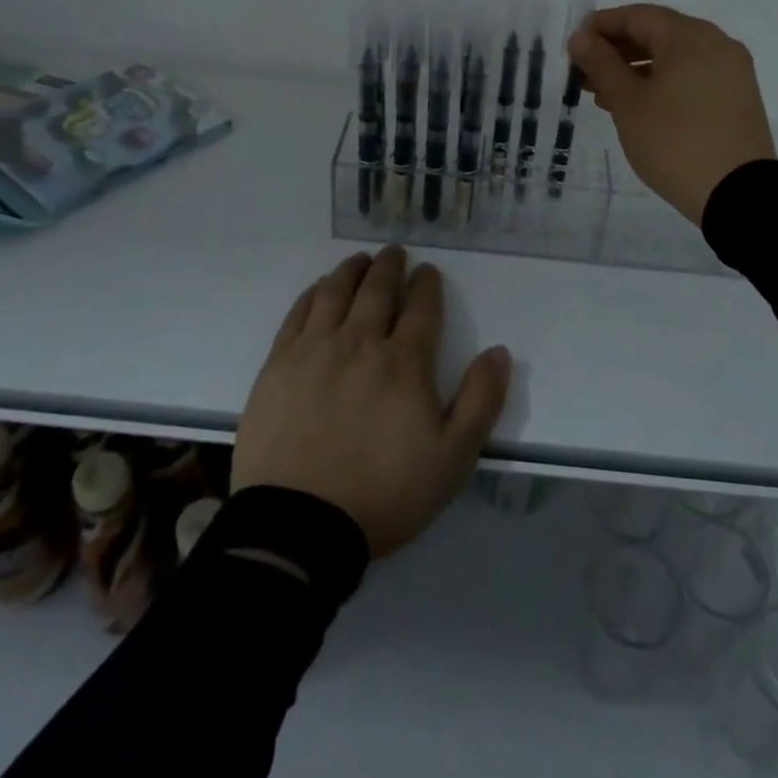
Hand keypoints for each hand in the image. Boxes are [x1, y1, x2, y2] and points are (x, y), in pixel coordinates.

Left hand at [232, 245, 512, 558]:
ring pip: (336, 292)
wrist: (298, 526)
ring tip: (361, 260)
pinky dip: (313, 293)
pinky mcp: (278, 365)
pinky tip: (320, 288)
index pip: (421, 308)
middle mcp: (360, 343)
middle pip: (377, 290)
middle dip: (390, 267)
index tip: (429, 272)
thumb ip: (481, 401)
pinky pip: (298, 314)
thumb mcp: (452, 459)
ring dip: (352, 270)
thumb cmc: (384, 494)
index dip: (427, 285)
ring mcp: (314, 350)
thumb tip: (498, 352)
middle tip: (395, 252)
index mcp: (404, 362)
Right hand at [567, 3, 776, 225]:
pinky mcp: (737, 98)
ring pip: (675, 58)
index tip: (574, 47)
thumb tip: (581, 37)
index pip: (637, 16)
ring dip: (637, 70)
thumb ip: (602, 64)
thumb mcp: (628, 102)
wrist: (738, 195)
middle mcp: (716, 44)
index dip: (601, 26)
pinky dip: (662, 83)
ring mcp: (732, 71)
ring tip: (604, 96)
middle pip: (658, 34)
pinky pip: (692, 77)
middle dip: (617, 51)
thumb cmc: (674, 142)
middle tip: (584, 75)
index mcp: (690, 36)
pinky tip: (638, 107)